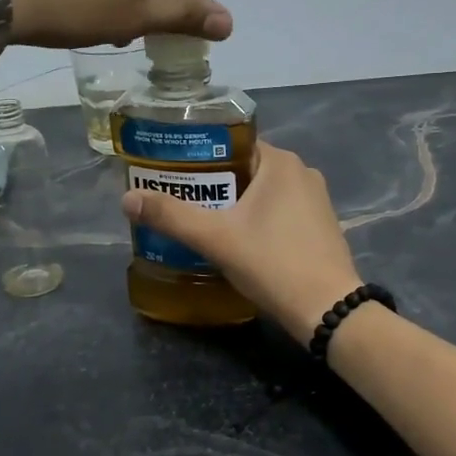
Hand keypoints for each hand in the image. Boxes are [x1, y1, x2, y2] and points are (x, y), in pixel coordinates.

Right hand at [122, 142, 363, 337]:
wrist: (327, 310)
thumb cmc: (272, 262)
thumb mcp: (215, 238)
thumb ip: (171, 216)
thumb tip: (127, 199)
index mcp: (281, 162)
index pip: (233, 145)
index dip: (202, 157)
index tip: (176, 174)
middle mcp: (303, 173)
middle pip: (247, 169)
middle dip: (216, 185)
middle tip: (183, 202)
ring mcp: (317, 200)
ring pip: (265, 193)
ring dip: (237, 205)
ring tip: (205, 222)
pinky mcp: (323, 227)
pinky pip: (282, 213)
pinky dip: (260, 220)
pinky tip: (240, 242)